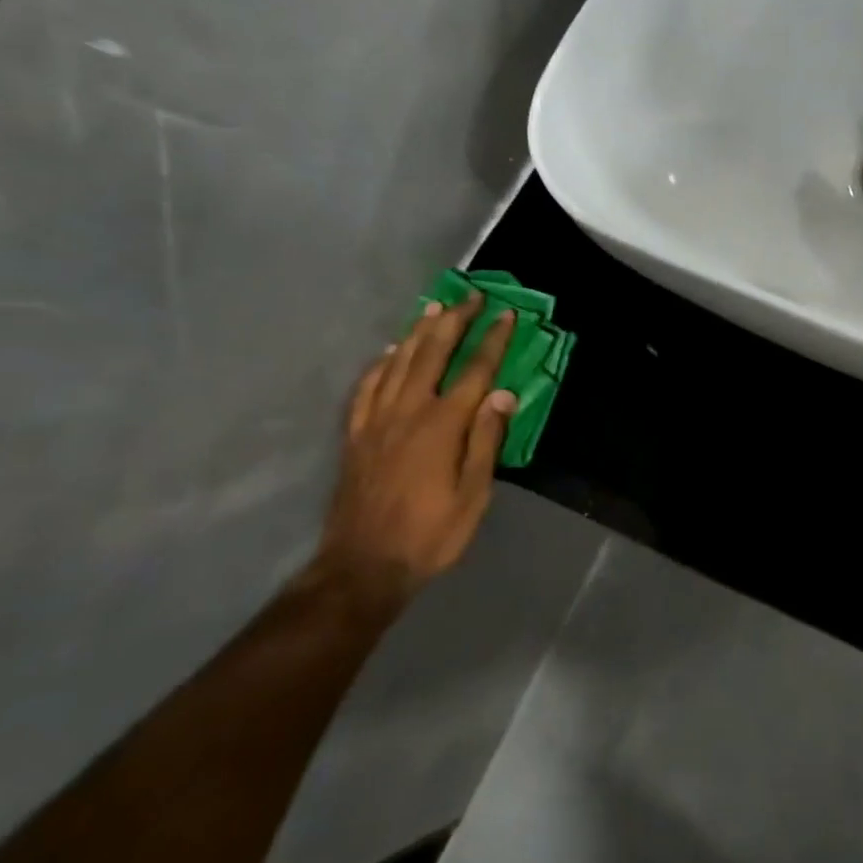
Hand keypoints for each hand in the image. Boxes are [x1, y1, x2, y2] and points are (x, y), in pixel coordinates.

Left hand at [317, 297, 517, 602]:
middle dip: (454, 322)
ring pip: (398, 363)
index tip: (507, 315)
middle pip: (433, 355)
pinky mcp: (355, 435)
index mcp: (442, 426)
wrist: (362, 566)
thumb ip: (486, 441)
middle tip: (470, 296)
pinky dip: (381, 363)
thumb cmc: (430, 534)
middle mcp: (408, 412)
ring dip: (419, 332)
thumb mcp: (473, 496)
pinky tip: (390, 352)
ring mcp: (376, 421)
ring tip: (434, 309)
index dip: (492, 340)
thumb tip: (503, 395)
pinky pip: (367, 387)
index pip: (474, 372)